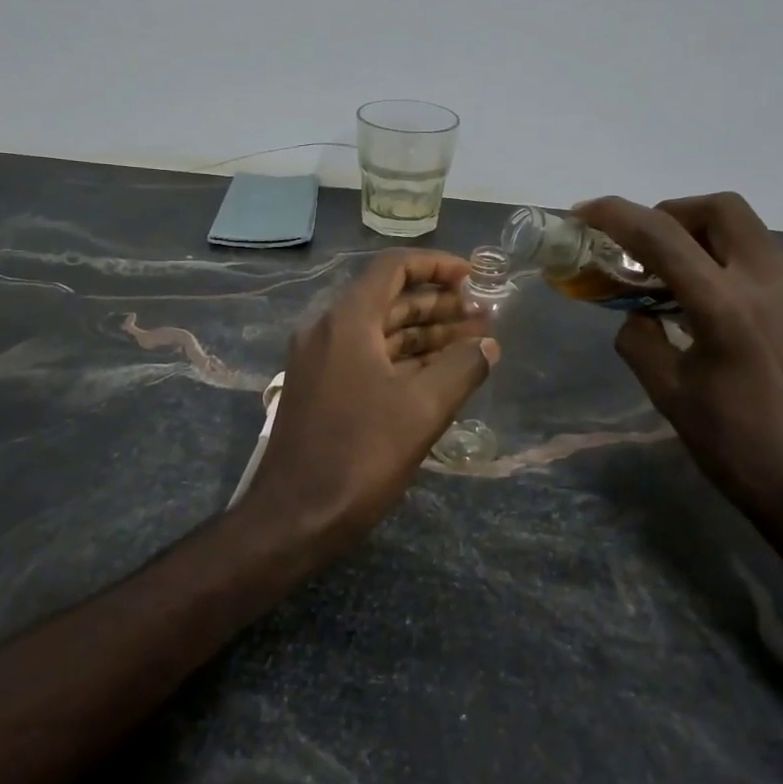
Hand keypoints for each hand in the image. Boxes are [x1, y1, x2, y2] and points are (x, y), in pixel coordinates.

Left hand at [244, 249, 497, 552]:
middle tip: (483, 317)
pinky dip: (404, 359)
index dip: (437, 266)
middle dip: (439, 304)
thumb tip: (488, 346)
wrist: (294, 517)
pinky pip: (367, 357)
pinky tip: (439, 372)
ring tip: (473, 343)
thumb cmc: (359, 456)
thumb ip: (462, 368)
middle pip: (389, 299)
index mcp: (346, 321)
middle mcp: (327, 330)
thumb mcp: (422, 410)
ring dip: (425, 333)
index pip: (393, 268)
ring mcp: (320, 361)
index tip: (474, 277)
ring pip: (380, 332)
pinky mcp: (321, 389)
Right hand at [576, 194, 782, 530]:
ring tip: (674, 278)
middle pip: (722, 209)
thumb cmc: (737, 448)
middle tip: (645, 245)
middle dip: (674, 213)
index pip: (662, 236)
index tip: (586, 212)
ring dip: (704, 238)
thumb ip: (640, 342)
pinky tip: (713, 311)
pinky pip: (765, 265)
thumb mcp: (670, 395)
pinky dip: (729, 265)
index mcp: (725, 306)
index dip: (617, 215)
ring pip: (749, 233)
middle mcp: (769, 284)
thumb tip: (638, 317)